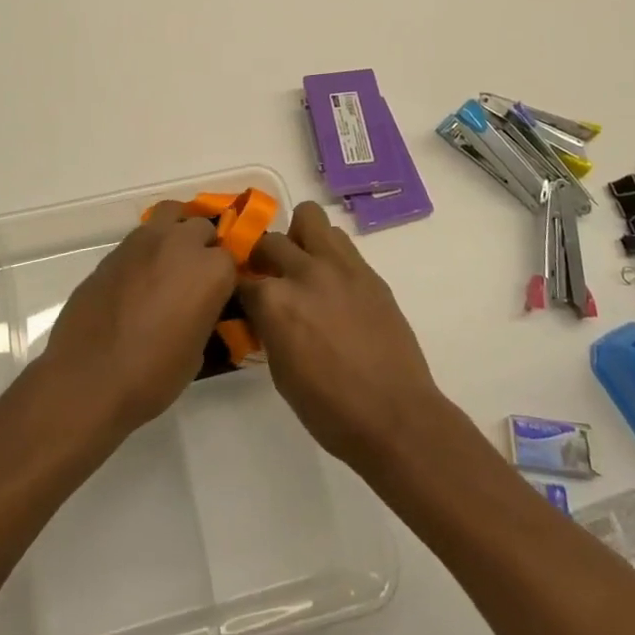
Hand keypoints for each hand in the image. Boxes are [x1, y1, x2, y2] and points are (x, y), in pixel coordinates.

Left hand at [40, 201, 238, 436]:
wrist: (89, 378)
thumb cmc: (153, 375)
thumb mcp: (197, 351)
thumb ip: (205, 314)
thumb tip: (199, 307)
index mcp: (210, 270)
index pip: (231, 259)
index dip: (224, 278)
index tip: (218, 296)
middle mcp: (180, 243)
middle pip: (201, 227)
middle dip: (202, 247)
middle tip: (194, 278)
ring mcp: (143, 241)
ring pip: (169, 215)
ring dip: (174, 233)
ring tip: (168, 263)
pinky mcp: (114, 250)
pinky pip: (139, 238)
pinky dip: (146, 250)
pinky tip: (138, 279)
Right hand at [238, 202, 448, 470]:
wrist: (396, 417)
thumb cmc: (329, 409)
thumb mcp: (280, 372)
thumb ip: (267, 328)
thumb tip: (263, 313)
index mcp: (275, 302)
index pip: (240, 278)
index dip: (238, 287)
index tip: (240, 296)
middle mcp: (304, 272)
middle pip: (270, 240)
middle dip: (263, 257)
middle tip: (269, 278)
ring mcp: (340, 266)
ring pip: (309, 218)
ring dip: (299, 239)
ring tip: (304, 267)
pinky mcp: (368, 271)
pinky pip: (340, 242)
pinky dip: (329, 253)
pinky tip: (333, 284)